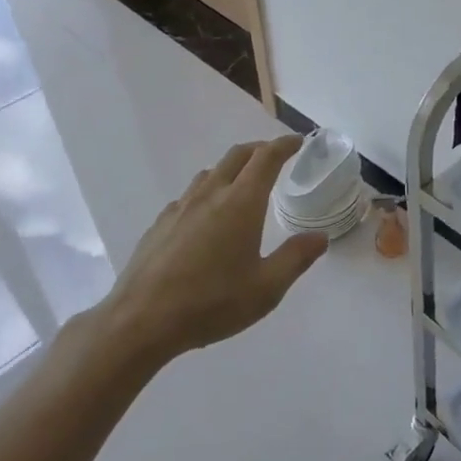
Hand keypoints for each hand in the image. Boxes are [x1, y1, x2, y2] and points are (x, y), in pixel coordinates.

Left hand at [100, 137, 329, 362]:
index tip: (297, 141)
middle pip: (236, 156)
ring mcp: (180, 207)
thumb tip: (319, 237)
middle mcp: (210, 195)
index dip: (284, 145)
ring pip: (210, 173)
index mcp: (240, 203)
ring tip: (242, 185)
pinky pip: (189, 196)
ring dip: (231, 169)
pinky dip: (207, 193)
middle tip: (275, 155)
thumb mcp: (266, 288)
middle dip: (259, 150)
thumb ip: (295, 258)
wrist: (141, 320)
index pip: (266, 159)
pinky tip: (206, 218)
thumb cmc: (212, 303)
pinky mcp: (160, 224)